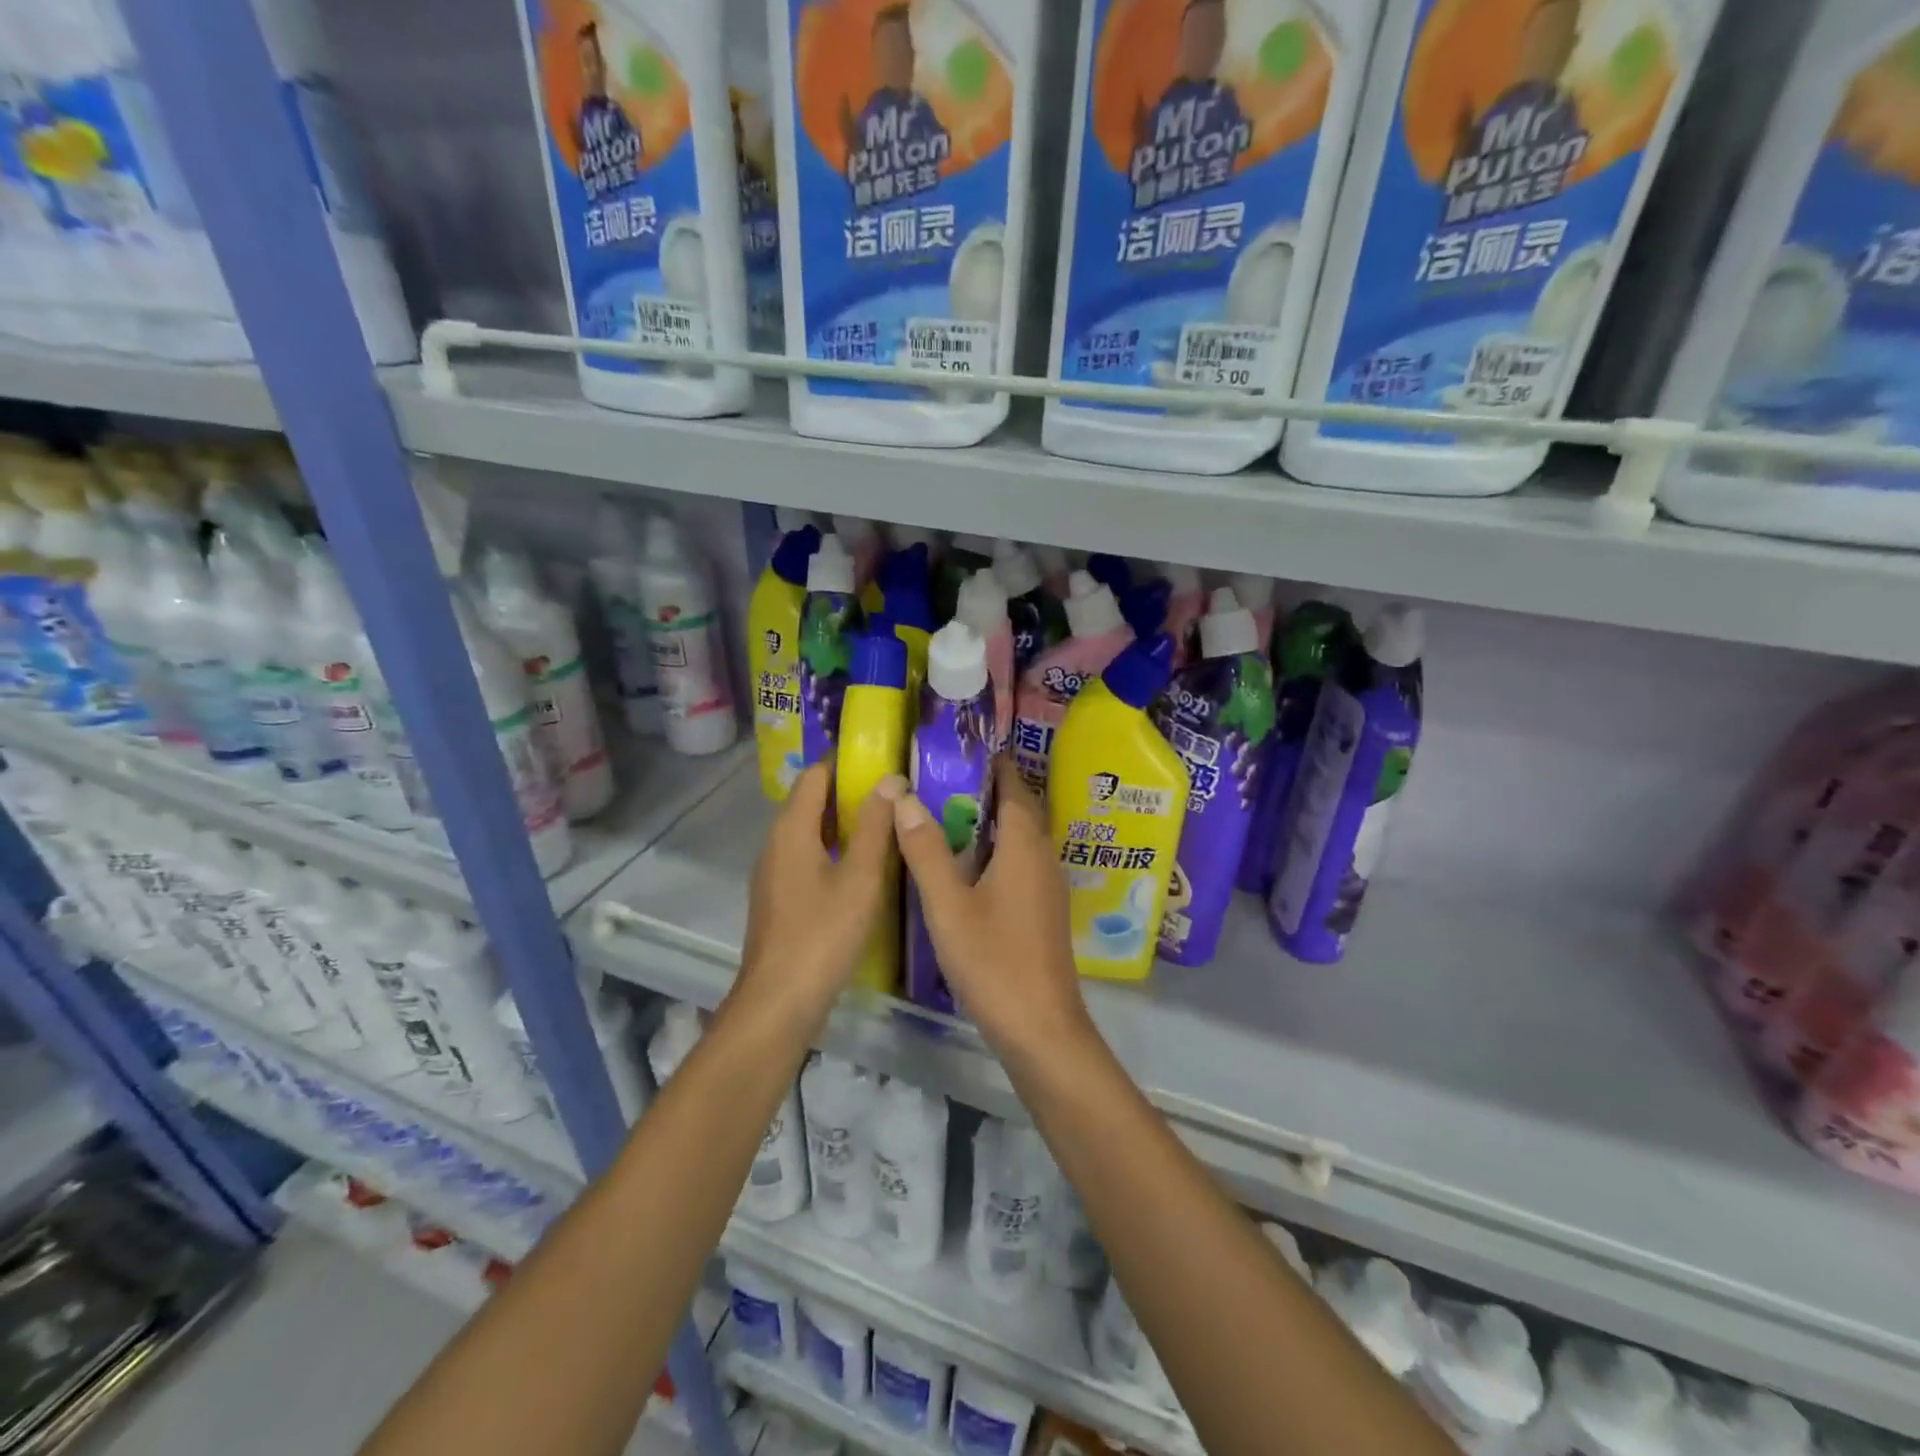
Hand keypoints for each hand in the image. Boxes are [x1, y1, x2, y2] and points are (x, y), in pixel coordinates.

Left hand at [735, 763, 900, 1025]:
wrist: (778, 1003)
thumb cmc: (822, 935)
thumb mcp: (860, 878)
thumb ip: (875, 826)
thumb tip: (891, 779)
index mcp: (791, 830)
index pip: (815, 775)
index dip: (847, 764)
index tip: (886, 764)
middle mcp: (776, 844)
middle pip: (811, 802)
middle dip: (851, 794)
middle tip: (897, 797)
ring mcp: (774, 874)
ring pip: (811, 834)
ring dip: (845, 826)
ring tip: (889, 828)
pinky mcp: (780, 900)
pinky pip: (808, 859)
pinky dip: (835, 853)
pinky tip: (865, 871)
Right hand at [891, 756, 1091, 1055]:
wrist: (1040, 1028)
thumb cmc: (993, 961)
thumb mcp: (948, 906)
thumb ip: (926, 851)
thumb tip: (905, 798)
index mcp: (1023, 848)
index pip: (1014, 790)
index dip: (997, 767)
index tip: (970, 749)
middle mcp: (1043, 859)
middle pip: (1022, 812)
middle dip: (994, 791)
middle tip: (951, 779)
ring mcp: (1049, 888)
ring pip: (1024, 840)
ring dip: (997, 822)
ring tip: (955, 816)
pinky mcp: (1046, 912)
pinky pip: (1024, 864)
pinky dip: (1001, 851)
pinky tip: (973, 868)